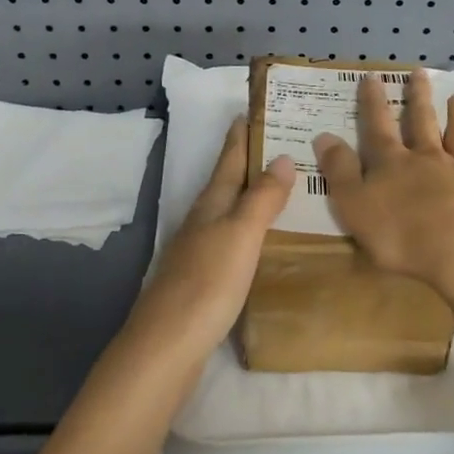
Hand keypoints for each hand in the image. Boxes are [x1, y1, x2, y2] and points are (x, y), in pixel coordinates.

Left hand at [120, 117, 295, 368]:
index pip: (230, 158)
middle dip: (251, 160)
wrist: (168, 344)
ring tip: (283, 186)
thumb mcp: (241, 234)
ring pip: (230, 210)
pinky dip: (250, 228)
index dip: (242, 134)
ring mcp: (200, 249)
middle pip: (228, 181)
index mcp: (212, 203)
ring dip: (252, 194)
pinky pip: (233, 239)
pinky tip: (264, 239)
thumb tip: (283, 157)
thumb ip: (262, 197)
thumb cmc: (208, 282)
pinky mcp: (204, 277)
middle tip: (284, 143)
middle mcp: (203, 220)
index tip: (254, 108)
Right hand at [312, 70, 453, 299]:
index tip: (372, 77)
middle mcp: (430, 159)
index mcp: (394, 163)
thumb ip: (340, 170)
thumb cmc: (400, 235)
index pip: (379, 126)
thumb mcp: (354, 204)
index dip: (373, 102)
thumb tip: (324, 136)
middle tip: (420, 73)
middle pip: (423, 122)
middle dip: (419, 97)